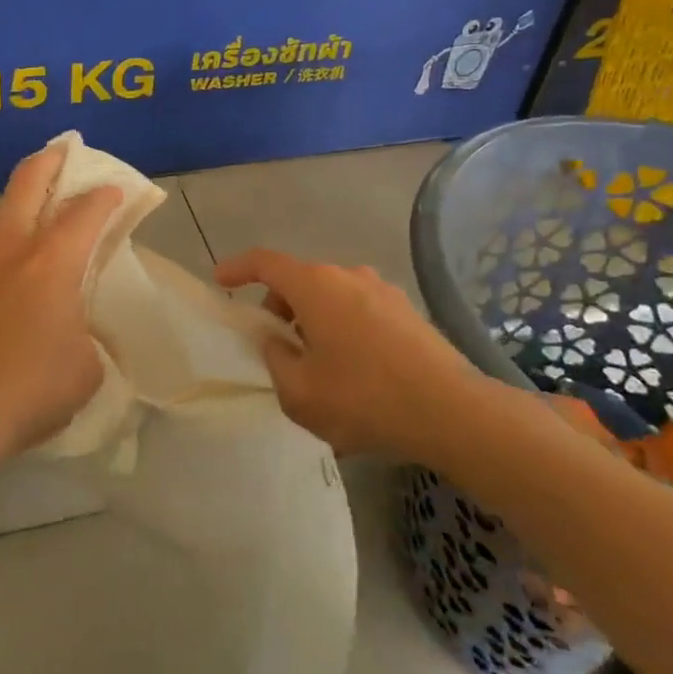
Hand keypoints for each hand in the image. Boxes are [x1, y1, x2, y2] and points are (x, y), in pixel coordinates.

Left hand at [0, 142, 121, 465]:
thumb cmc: (27, 391)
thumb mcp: (85, 368)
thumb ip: (86, 333)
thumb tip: (73, 329)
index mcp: (52, 262)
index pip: (86, 210)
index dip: (106, 195)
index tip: (116, 192)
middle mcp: (10, 248)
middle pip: (29, 180)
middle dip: (52, 159)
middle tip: (66, 152)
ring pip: (0, 212)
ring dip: (22, 203)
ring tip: (37, 217)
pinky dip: (0, 244)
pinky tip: (4, 273)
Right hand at [214, 249, 491, 458]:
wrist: (451, 411)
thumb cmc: (364, 398)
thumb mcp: (300, 392)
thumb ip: (275, 359)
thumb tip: (274, 339)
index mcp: (315, 286)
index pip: (265, 262)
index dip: (238, 267)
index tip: (220, 281)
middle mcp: (348, 276)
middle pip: (300, 281)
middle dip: (279, 307)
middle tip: (276, 348)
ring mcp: (383, 291)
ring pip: (332, 297)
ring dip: (314, 321)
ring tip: (317, 368)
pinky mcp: (407, 311)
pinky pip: (360, 312)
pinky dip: (343, 330)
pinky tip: (354, 374)